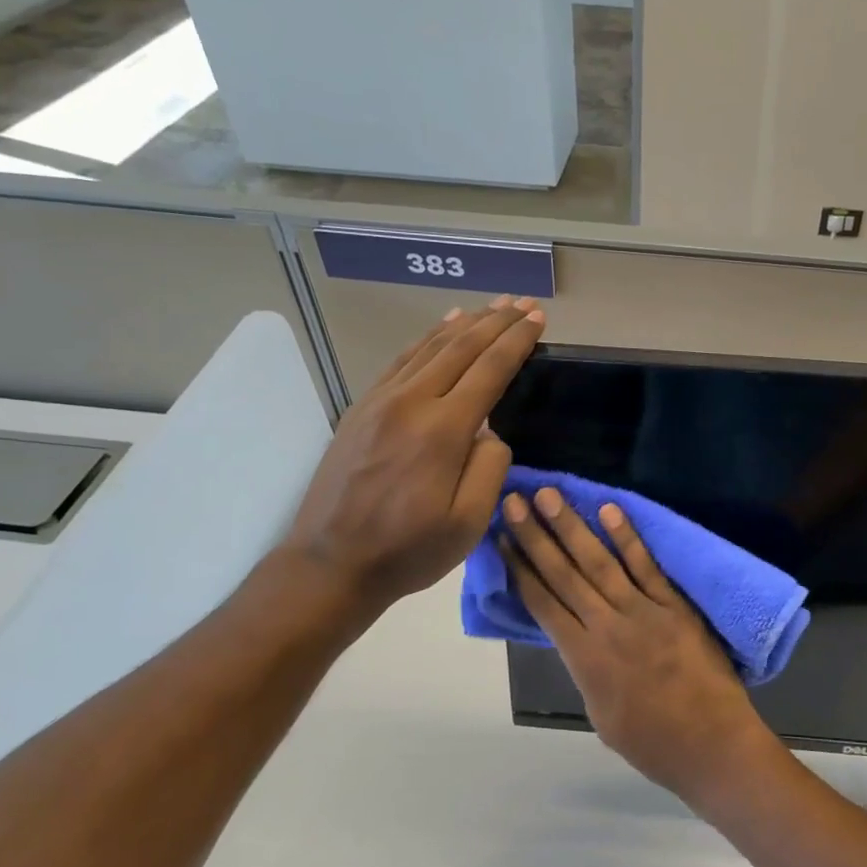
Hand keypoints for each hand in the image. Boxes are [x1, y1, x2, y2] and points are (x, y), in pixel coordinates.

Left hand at [273, 297, 544, 629]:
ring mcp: (380, 402)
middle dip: (497, 322)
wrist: (329, 563)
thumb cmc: (408, 551)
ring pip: (430, 347)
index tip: (538, 319)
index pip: (489, 370)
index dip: (516, 341)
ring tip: (492, 307)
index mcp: (443, 431)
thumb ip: (490, 469)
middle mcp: (411, 403)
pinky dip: (428, 338)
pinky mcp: (361, 409)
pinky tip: (443, 327)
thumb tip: (491, 432)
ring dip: (466, 324)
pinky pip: (402, 360)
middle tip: (523, 303)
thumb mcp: (469, 523)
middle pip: (461, 348)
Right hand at [500, 487, 786, 808]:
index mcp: (584, 658)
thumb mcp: (601, 715)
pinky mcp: (675, 605)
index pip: (543, 603)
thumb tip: (577, 639)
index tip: (502, 538)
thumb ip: (586, 670)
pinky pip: (647, 567)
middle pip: (564, 574)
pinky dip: (628, 538)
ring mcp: (644, 611)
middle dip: (536, 536)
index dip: (519, 569)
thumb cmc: (654, 744)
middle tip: (513, 501)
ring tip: (549, 495)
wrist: (713, 746)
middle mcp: (608, 626)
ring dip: (572, 527)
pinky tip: (609, 510)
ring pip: (599, 563)